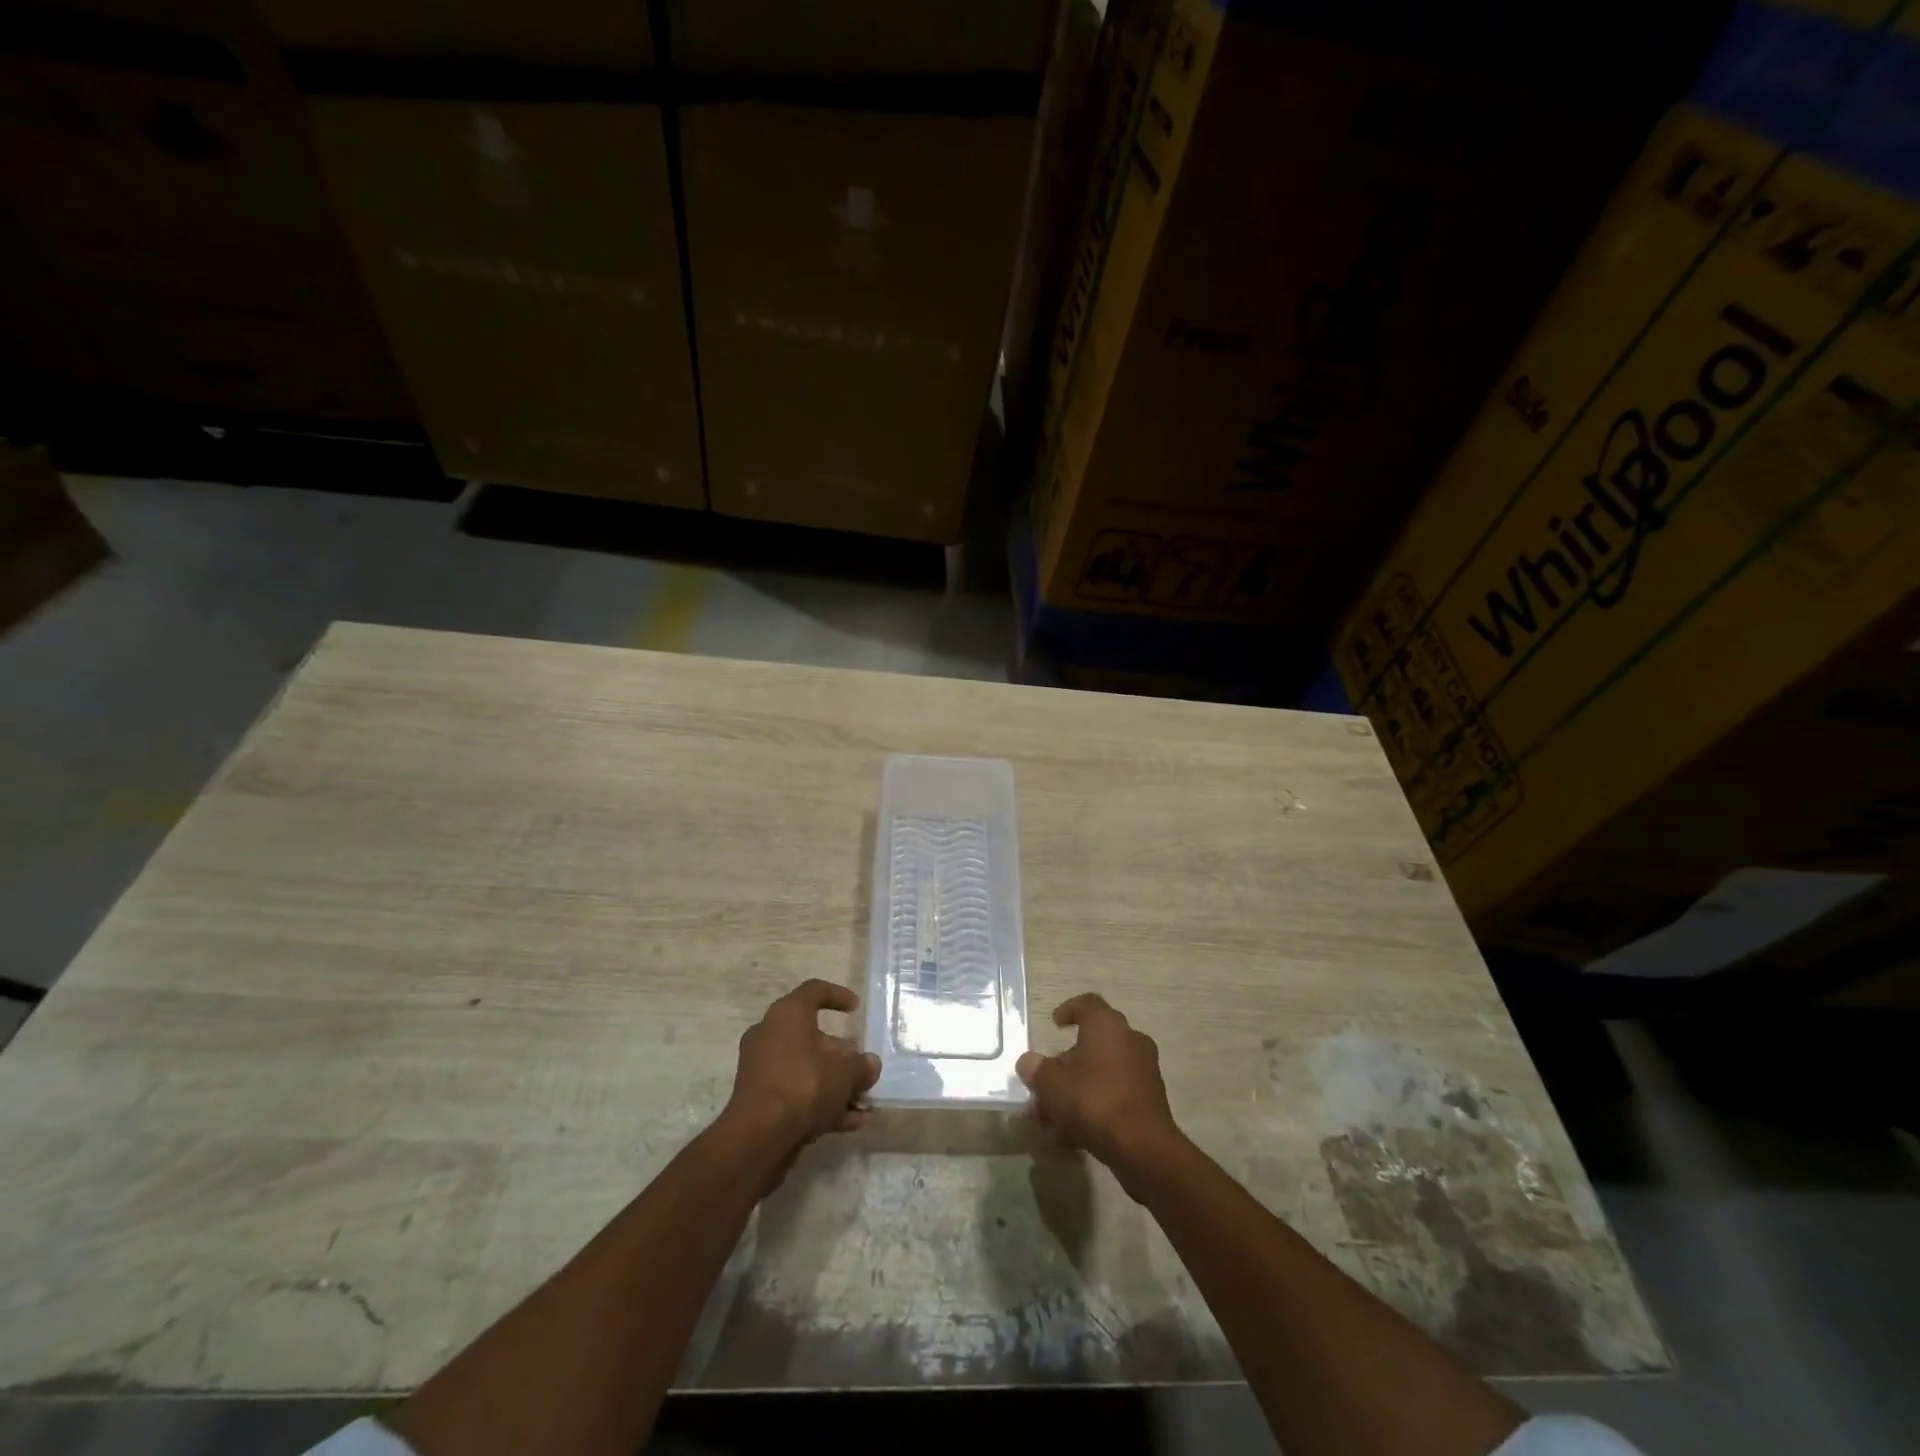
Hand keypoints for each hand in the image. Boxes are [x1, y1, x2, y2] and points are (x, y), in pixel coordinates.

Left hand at [724, 979, 881, 1151]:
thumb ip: (861, 1066)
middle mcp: (770, 1034)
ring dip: (835, 1084)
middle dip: (841, 1054)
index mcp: (788, 1014)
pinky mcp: (759, 1099)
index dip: (838, 996)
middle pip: (812, 1035)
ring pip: (806, 1068)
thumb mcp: (845, 1073)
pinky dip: (821, 1103)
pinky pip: (796, 1093)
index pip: (814, 991)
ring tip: (863, 1102)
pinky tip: (851, 1122)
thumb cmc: (804, 1085)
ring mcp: (762, 1068)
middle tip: (862, 1067)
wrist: (758, 1138)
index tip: (856, 1008)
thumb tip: (869, 1064)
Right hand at [1016, 994, 1182, 1191]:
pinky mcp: (1150, 1098)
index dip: (1069, 1009)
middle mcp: (1129, 1039)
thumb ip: (1037, 1070)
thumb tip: (1028, 1062)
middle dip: (1066, 1063)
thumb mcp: (1053, 1085)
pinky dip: (1096, 1104)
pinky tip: (1074, 1134)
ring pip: (1103, 1071)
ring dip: (1078, 1088)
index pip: (1088, 1003)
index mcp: (1107, 1025)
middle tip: (1047, 1082)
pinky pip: (1116, 1092)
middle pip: (1093, 1042)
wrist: (1143, 1147)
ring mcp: (1144, 1069)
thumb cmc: (1094, 1101)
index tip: (1054, 1023)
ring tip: (1054, 1116)